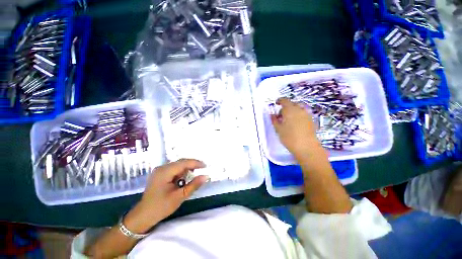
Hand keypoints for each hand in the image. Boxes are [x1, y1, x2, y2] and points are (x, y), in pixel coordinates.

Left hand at [124, 159, 208, 232]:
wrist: (143, 216)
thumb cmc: (161, 207)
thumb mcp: (179, 197)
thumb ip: (194, 185)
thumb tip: (206, 176)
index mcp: (165, 172)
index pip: (184, 163)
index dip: (196, 163)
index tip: (206, 166)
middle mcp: (162, 168)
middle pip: (181, 162)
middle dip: (192, 165)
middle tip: (202, 169)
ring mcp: (160, 170)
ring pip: (178, 165)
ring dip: (187, 169)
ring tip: (194, 175)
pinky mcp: (160, 174)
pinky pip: (174, 169)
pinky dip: (181, 172)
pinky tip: (184, 179)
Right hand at [271, 98, 319, 157]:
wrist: (307, 147)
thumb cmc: (289, 137)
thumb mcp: (278, 129)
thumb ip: (274, 120)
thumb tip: (272, 115)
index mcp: (290, 110)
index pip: (284, 100)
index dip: (279, 101)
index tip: (276, 103)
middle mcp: (299, 109)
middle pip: (292, 104)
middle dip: (285, 108)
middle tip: (280, 116)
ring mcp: (307, 114)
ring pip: (298, 108)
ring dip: (292, 111)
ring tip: (287, 120)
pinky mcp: (311, 120)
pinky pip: (303, 114)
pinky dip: (297, 115)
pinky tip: (295, 124)